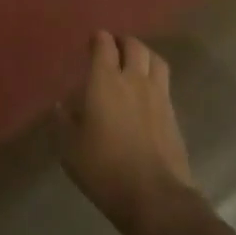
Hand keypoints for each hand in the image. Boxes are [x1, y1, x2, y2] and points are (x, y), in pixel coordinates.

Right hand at [62, 32, 197, 234]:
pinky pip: (164, 83)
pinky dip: (154, 77)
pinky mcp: (173, 114)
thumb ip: (65, 122)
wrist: (154, 195)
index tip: (92, 40)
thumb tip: (63, 106)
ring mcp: (158, 96)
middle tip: (113, 47)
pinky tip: (147, 91)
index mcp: (105, 81)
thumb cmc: (104, 169)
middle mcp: (134, 80)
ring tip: (135, 62)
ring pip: (155, 60)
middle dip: (122, 42)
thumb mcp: (70, 148)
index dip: (98, 38)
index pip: (104, 45)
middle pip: (134, 46)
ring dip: (144, 54)